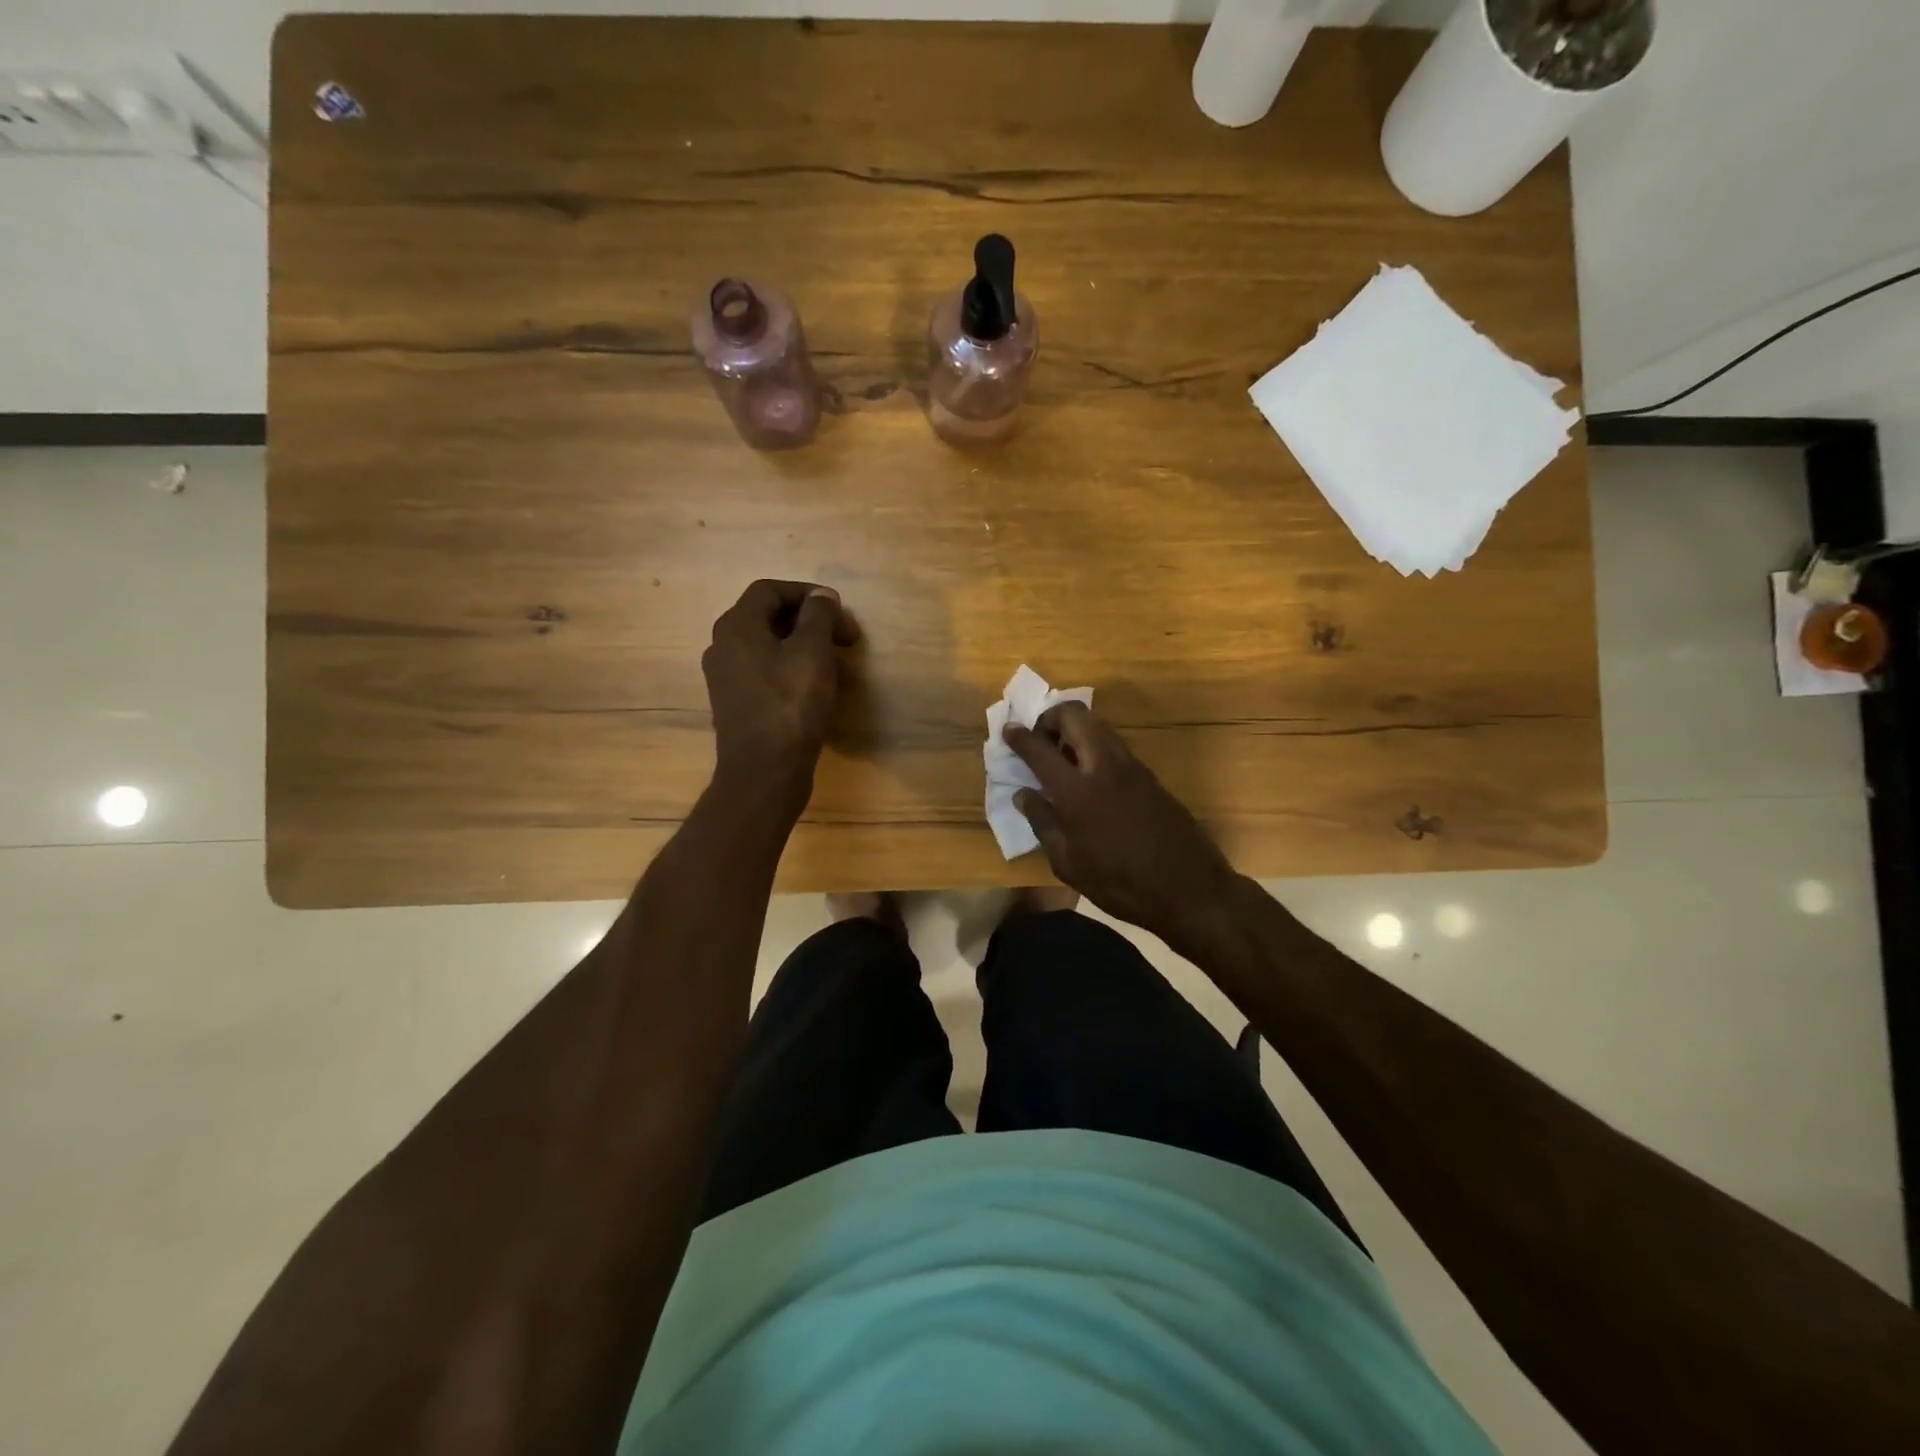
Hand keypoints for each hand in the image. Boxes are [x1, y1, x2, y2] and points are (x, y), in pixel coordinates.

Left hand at [702, 579, 856, 790]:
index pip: (770, 590)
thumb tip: (820, 595)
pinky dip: (796, 672)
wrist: (764, 772)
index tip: (839, 610)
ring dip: (808, 649)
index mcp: (736, 626)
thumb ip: (818, 615)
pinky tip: (822, 690)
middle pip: (770, 618)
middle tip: (847, 639)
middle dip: (812, 623)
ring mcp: (728, 678)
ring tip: (842, 667)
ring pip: (772, 648)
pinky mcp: (738, 704)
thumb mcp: (812, 652)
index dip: (808, 593)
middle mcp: (724, 647)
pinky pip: (768, 674)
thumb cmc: (790, 705)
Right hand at [1006, 703, 1239, 947]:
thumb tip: (1023, 795)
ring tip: (1062, 760)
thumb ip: (1043, 823)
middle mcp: (1104, 767)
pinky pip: (1113, 745)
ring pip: (1097, 725)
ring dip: (1074, 730)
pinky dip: (1093, 747)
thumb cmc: (1120, 884)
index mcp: (1077, 791)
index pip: (1040, 749)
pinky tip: (1088, 777)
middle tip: (1040, 742)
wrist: (1189, 889)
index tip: (1008, 730)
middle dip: (1051, 718)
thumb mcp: (1069, 864)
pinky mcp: (1149, 775)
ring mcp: (1131, 767)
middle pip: (1075, 715)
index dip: (1020, 736)